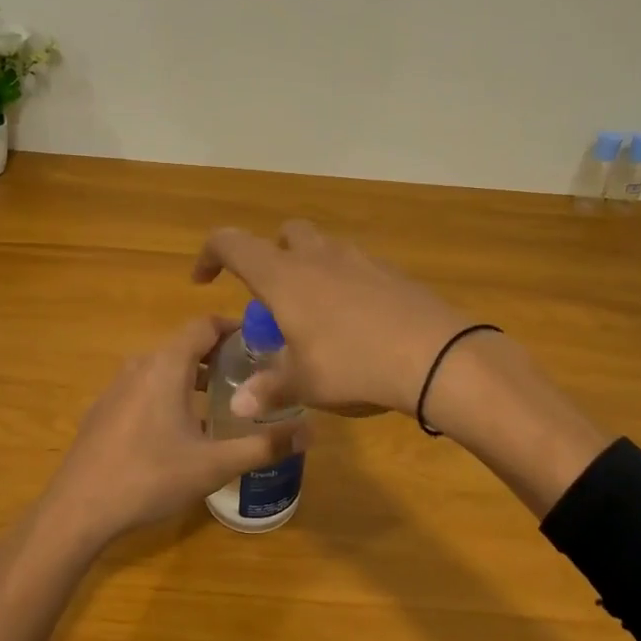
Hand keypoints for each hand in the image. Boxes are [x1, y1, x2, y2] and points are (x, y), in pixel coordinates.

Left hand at [43, 316, 305, 545]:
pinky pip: (145, 387)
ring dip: (194, 376)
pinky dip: (170, 393)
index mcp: (166, 365)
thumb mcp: (214, 465)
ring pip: (163, 367)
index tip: (263, 343)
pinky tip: (181, 430)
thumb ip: (264, 446)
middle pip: (185, 345)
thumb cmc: (149, 477)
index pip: (204, 324)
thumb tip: (311, 432)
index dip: (235, 327)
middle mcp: (140, 365)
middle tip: (252, 377)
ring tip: (223, 401)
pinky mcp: (104, 410)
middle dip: (220, 355)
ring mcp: (117, 387)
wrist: (77, 510)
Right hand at [192, 221, 473, 419]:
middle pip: (284, 235)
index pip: (232, 244)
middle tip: (272, 300)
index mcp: (284, 276)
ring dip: (309, 270)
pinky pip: (355, 267)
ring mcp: (359, 259)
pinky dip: (344, 284)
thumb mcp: (305, 383)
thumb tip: (240, 405)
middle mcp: (318, 256)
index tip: (204, 281)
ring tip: (314, 315)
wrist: (436, 355)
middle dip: (270, 257)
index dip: (210, 255)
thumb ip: (269, 389)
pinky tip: (355, 323)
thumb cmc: (354, 364)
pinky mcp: (391, 272)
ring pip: (322, 248)